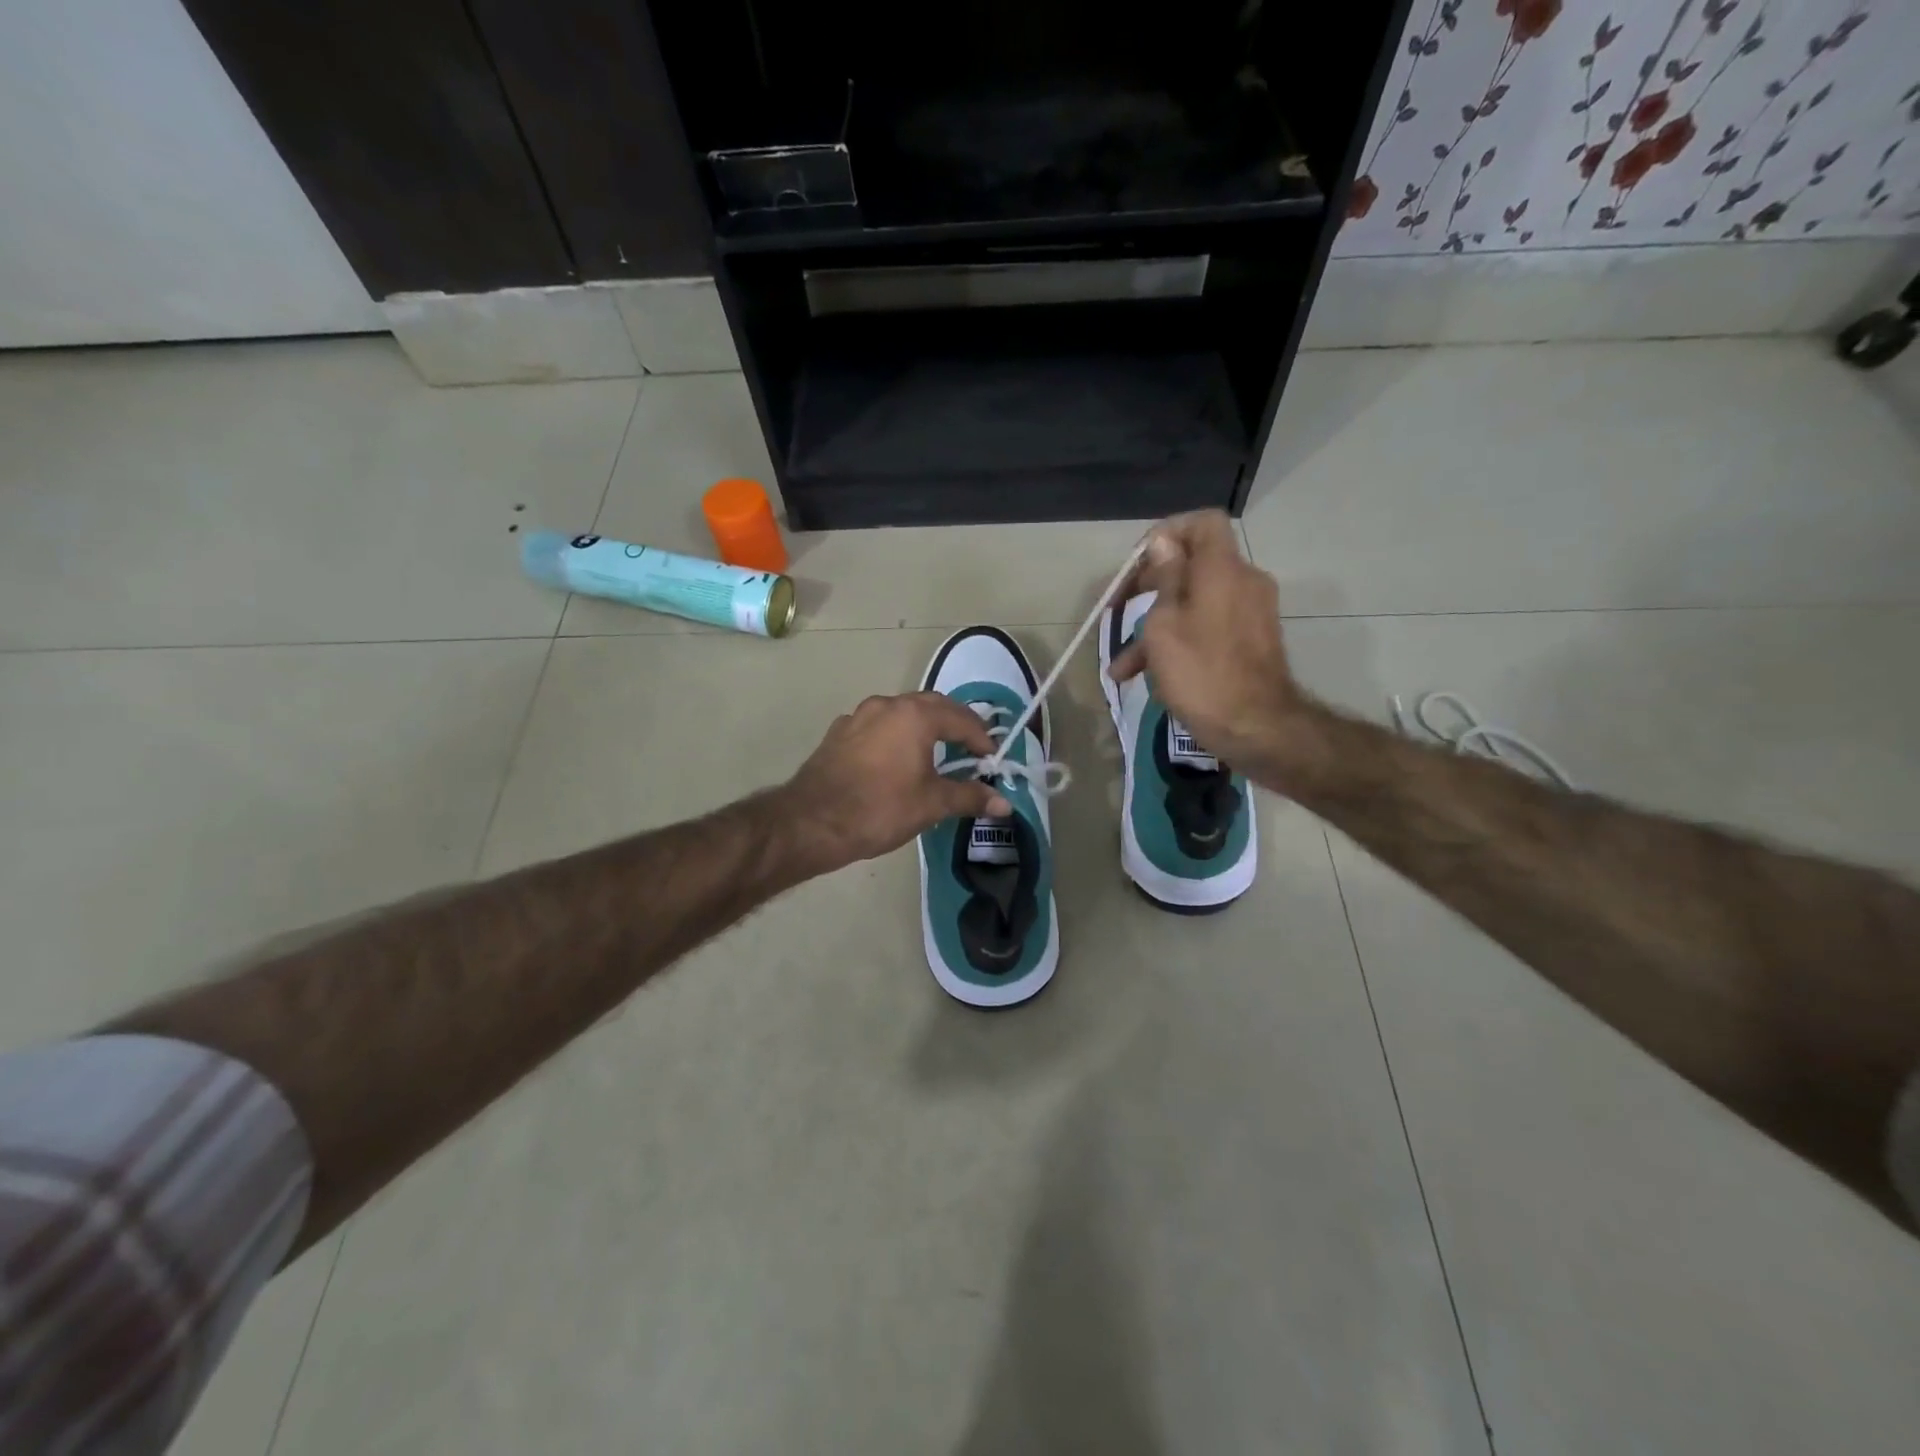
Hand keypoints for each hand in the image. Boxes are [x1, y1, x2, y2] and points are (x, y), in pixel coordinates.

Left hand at [780, 693, 1012, 874]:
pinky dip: (896, 735)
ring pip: (902, 712)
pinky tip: (896, 760)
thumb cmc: (880, 809)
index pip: (961, 719)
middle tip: (971, 749)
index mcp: (915, 716)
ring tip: (936, 753)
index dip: (982, 739)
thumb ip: (969, 797)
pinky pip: (878, 725)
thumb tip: (1004, 803)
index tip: (992, 760)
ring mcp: (859, 715)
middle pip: (932, 706)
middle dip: (956, 725)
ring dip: (924, 727)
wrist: (812, 822)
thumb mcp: (931, 804)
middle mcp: (888, 705)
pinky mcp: (840, 732)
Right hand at [1108, 511, 1310, 771]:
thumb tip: (1164, 543)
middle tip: (1118, 607)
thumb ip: (1165, 578)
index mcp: (1222, 569)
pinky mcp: (1251, 641)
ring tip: (1122, 663)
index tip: (1138, 562)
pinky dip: (1178, 642)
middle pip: (1193, 564)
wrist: (1255, 727)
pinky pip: (1207, 627)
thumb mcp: (1165, 624)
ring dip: (1155, 626)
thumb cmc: (1200, 672)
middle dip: (1150, 584)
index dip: (1167, 533)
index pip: (1202, 523)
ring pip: (1194, 604)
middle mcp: (1243, 582)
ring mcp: (1250, 613)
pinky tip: (1144, 676)